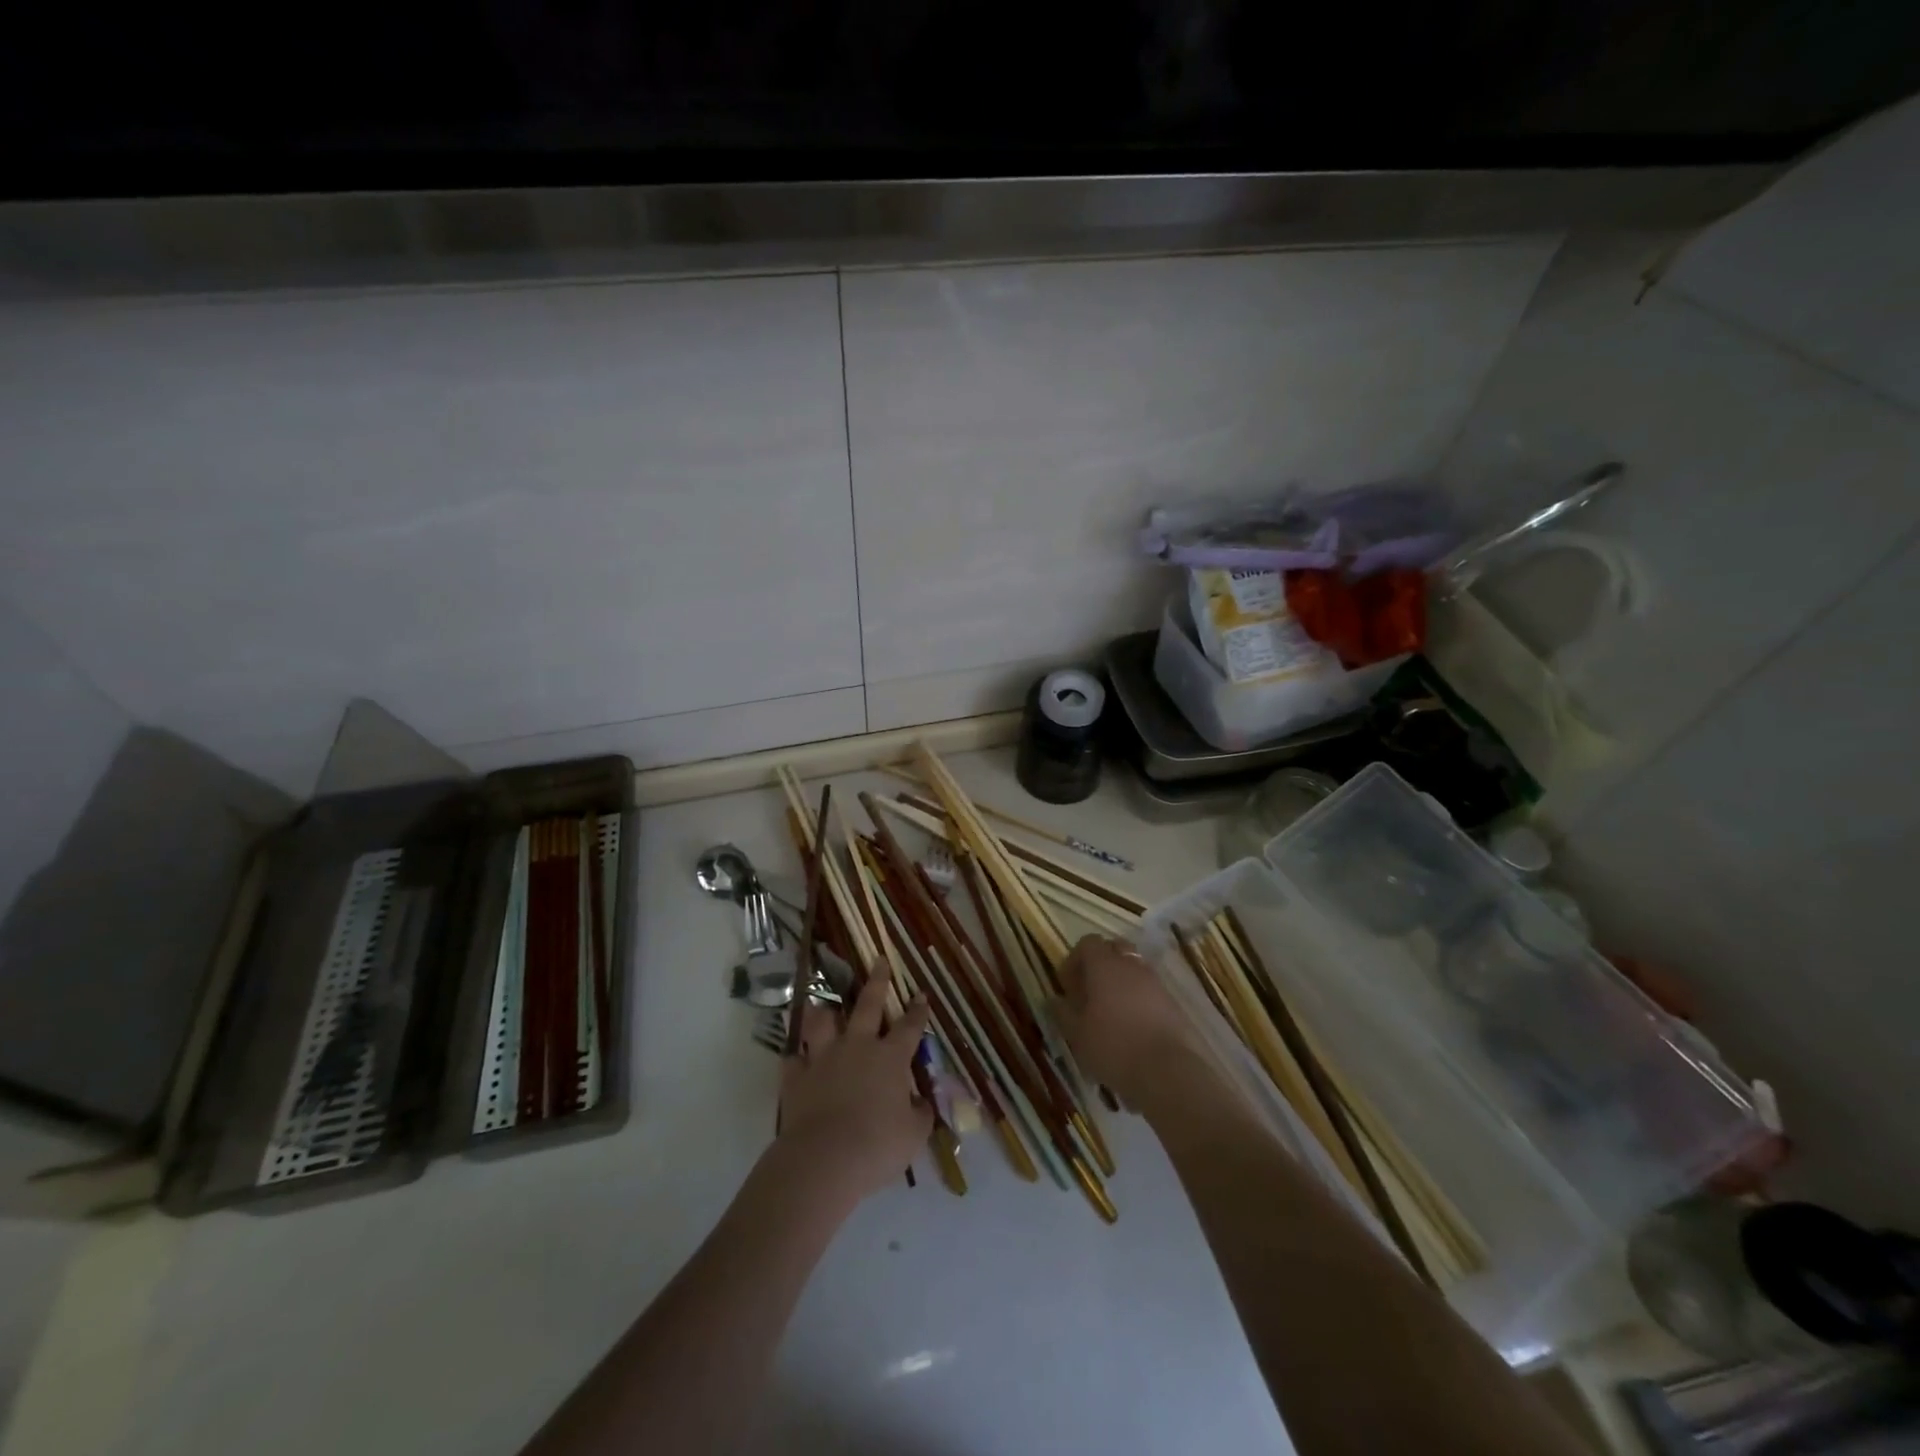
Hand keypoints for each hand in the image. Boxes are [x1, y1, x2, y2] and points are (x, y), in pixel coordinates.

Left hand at [774, 974, 933, 1206]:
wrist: (825, 1159)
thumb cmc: (878, 1145)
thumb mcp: (913, 1134)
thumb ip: (919, 1113)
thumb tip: (920, 1103)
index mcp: (891, 1058)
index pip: (909, 1027)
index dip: (918, 1010)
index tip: (921, 995)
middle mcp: (858, 1047)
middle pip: (868, 1005)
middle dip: (877, 981)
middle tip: (879, 960)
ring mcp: (824, 1058)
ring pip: (823, 1023)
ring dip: (825, 1013)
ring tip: (824, 1005)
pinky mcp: (796, 1077)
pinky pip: (794, 1060)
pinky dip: (797, 1058)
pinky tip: (797, 1059)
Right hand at [1055, 934, 1205, 1108]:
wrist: (1168, 1072)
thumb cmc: (1113, 1046)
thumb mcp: (1077, 1034)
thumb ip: (1063, 1012)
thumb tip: (1054, 1000)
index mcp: (1104, 966)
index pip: (1088, 943)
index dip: (1075, 960)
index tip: (1067, 986)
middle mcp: (1131, 966)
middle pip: (1114, 949)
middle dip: (1100, 965)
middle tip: (1089, 993)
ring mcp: (1155, 983)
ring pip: (1133, 970)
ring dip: (1120, 983)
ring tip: (1110, 1014)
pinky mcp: (1172, 1003)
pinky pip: (1149, 990)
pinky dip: (1137, 999)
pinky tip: (1131, 1028)